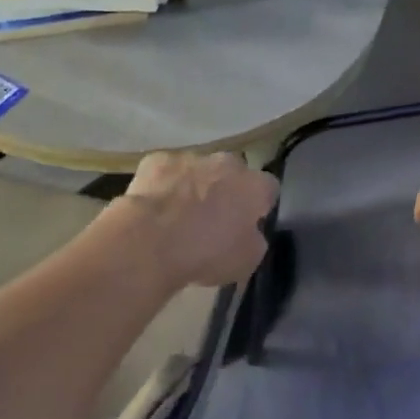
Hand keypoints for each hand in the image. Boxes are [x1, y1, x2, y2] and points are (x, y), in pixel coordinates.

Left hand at [112, 151, 277, 287]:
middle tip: (213, 217)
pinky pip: (167, 172)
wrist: (151, 242)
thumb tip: (249, 231)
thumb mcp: (247, 260)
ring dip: (195, 185)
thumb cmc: (206, 254)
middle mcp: (226, 163)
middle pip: (233, 172)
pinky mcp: (157, 160)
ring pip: (199, 169)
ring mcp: (190, 158)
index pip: (268, 188)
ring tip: (179, 214)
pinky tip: (155, 207)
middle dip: (227, 189)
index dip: (258, 205)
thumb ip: (254, 239)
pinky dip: (164, 185)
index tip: (247, 223)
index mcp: (254, 186)